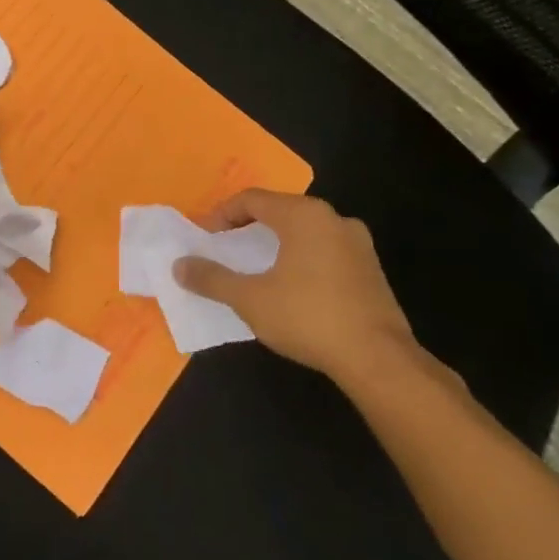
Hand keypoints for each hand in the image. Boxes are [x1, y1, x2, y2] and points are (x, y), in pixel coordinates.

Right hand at [173, 190, 421, 387]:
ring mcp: (358, 243)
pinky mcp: (371, 270)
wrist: (379, 359)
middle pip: (279, 210)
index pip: (252, 199)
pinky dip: (301, 258)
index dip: (221, 214)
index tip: (204, 237)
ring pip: (305, 231)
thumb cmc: (308, 317)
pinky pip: (325, 250)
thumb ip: (211, 278)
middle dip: (248, 227)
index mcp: (303, 215)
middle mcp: (334, 219)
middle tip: (225, 249)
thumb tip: (179, 266)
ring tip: (254, 267)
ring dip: (275, 243)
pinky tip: (290, 286)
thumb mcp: (249, 299)